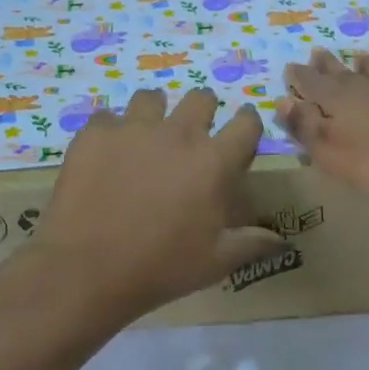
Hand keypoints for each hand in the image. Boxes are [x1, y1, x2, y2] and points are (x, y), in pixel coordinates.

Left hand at [18, 88, 285, 329]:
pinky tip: (106, 156)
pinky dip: (111, 132)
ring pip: (152, 98)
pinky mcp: (94, 133)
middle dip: (203, 111)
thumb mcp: (215, 262)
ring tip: (146, 139)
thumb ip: (252, 243)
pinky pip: (108, 118)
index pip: (246, 123)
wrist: (86, 271)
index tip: (241, 134)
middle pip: (201, 98)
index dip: (247, 124)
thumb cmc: (160, 268)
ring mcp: (133, 128)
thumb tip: (282, 240)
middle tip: (192, 137)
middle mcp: (178, 133)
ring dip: (156, 114)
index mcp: (214, 161)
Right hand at [278, 49, 368, 209]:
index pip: (311, 83)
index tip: (290, 67)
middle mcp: (367, 88)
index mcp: (337, 99)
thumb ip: (305, 127)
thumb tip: (283, 102)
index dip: (299, 76)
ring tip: (360, 58)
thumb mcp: (328, 153)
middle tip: (318, 52)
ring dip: (367, 66)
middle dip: (327, 64)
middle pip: (342, 73)